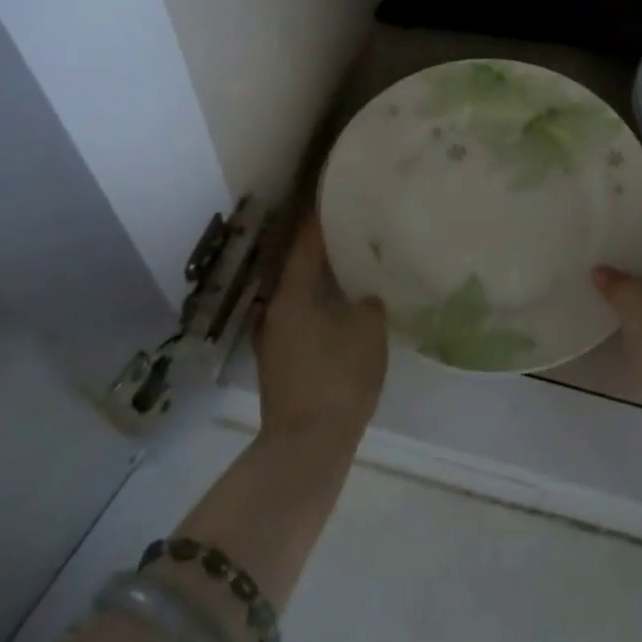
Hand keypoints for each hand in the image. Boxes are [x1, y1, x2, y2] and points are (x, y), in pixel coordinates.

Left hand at [255, 219, 387, 442]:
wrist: (307, 445)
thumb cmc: (338, 378)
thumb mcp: (367, 331)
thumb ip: (368, 303)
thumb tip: (365, 296)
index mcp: (291, 293)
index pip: (305, 242)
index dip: (320, 217)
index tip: (336, 195)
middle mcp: (274, 309)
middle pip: (297, 266)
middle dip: (322, 247)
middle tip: (351, 228)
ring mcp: (273, 337)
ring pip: (298, 293)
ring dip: (320, 278)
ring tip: (351, 264)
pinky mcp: (280, 361)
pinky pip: (300, 316)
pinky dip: (318, 304)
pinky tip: (342, 307)